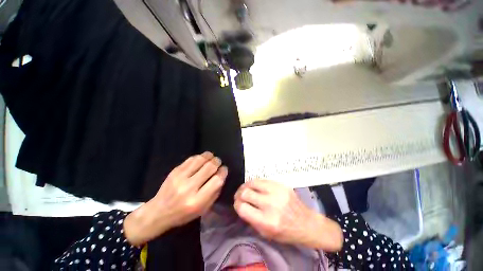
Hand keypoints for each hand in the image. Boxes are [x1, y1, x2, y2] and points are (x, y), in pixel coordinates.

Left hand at [124, 152, 226, 245]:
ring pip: (201, 159)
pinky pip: (191, 159)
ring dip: (210, 156)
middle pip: (210, 167)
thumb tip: (221, 175)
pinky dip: (200, 157)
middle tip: (219, 163)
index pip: (216, 180)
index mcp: (197, 200)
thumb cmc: (183, 214)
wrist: (158, 212)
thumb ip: (214, 192)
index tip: (224, 169)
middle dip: (217, 162)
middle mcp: (189, 187)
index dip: (223, 172)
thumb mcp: (203, 209)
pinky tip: (202, 159)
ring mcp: (180, 177)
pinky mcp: (174, 171)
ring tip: (212, 158)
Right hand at [234, 180, 342, 250]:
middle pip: (246, 193)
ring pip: (253, 182)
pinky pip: (262, 180)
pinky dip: (256, 183)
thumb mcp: (266, 233)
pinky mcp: (281, 184)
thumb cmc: (286, 232)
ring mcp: (277, 192)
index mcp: (267, 221)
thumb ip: (251, 219)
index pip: (242, 208)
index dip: (236, 205)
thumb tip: (241, 205)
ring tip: (245, 189)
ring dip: (246, 186)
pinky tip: (255, 187)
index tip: (237, 204)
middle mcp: (271, 204)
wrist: (306, 223)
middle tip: (239, 195)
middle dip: (239, 194)